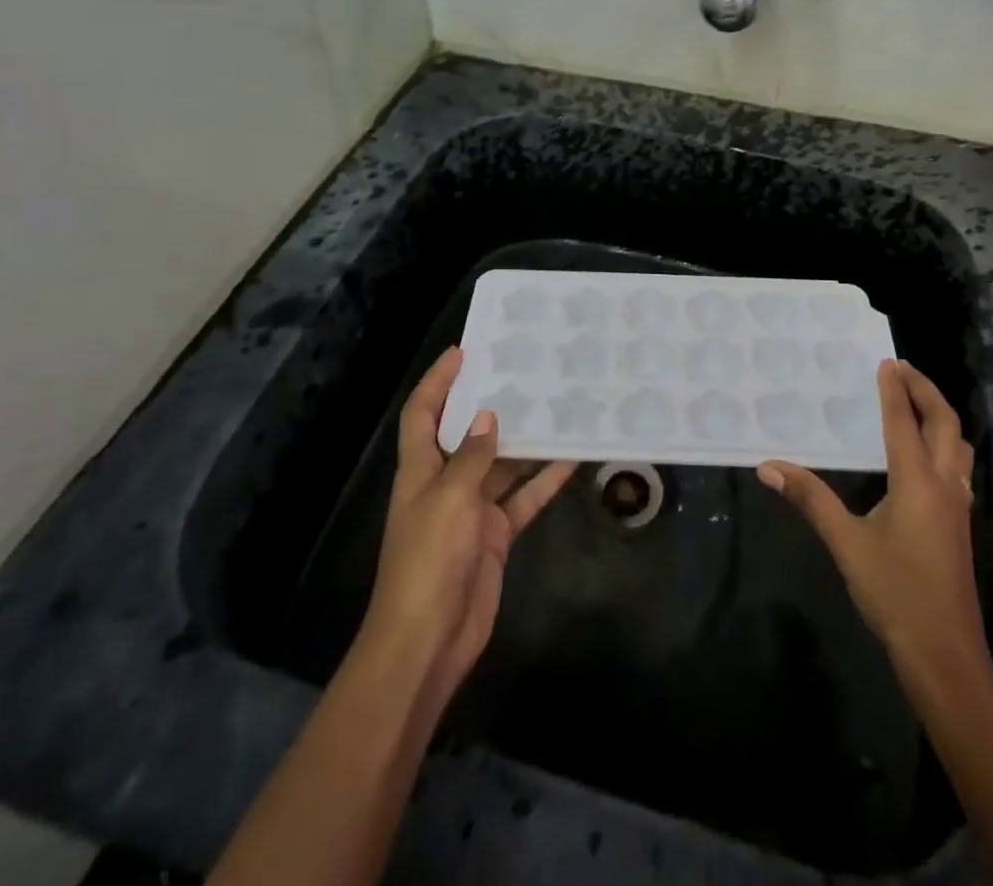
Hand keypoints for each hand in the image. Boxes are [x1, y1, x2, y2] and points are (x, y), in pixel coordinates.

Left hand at [360, 348, 576, 715]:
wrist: (429, 640)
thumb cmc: (428, 560)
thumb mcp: (449, 499)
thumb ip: (472, 457)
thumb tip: (488, 417)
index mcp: (420, 470)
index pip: (422, 414)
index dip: (437, 382)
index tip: (463, 352)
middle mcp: (445, 483)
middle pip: (468, 435)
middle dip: (491, 405)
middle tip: (525, 373)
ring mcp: (472, 510)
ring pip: (502, 464)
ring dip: (526, 442)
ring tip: (557, 407)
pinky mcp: (495, 535)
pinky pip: (523, 498)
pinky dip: (544, 481)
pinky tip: (572, 460)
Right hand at [758, 360, 984, 686]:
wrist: (944, 654)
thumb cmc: (895, 594)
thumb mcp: (846, 544)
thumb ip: (811, 500)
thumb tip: (769, 466)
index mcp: (917, 482)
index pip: (904, 422)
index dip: (894, 390)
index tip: (885, 362)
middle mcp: (943, 485)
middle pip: (946, 423)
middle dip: (926, 391)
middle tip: (903, 370)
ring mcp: (957, 506)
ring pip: (959, 445)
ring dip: (940, 416)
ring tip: (917, 403)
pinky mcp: (959, 525)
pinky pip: (958, 467)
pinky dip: (945, 444)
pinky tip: (926, 457)